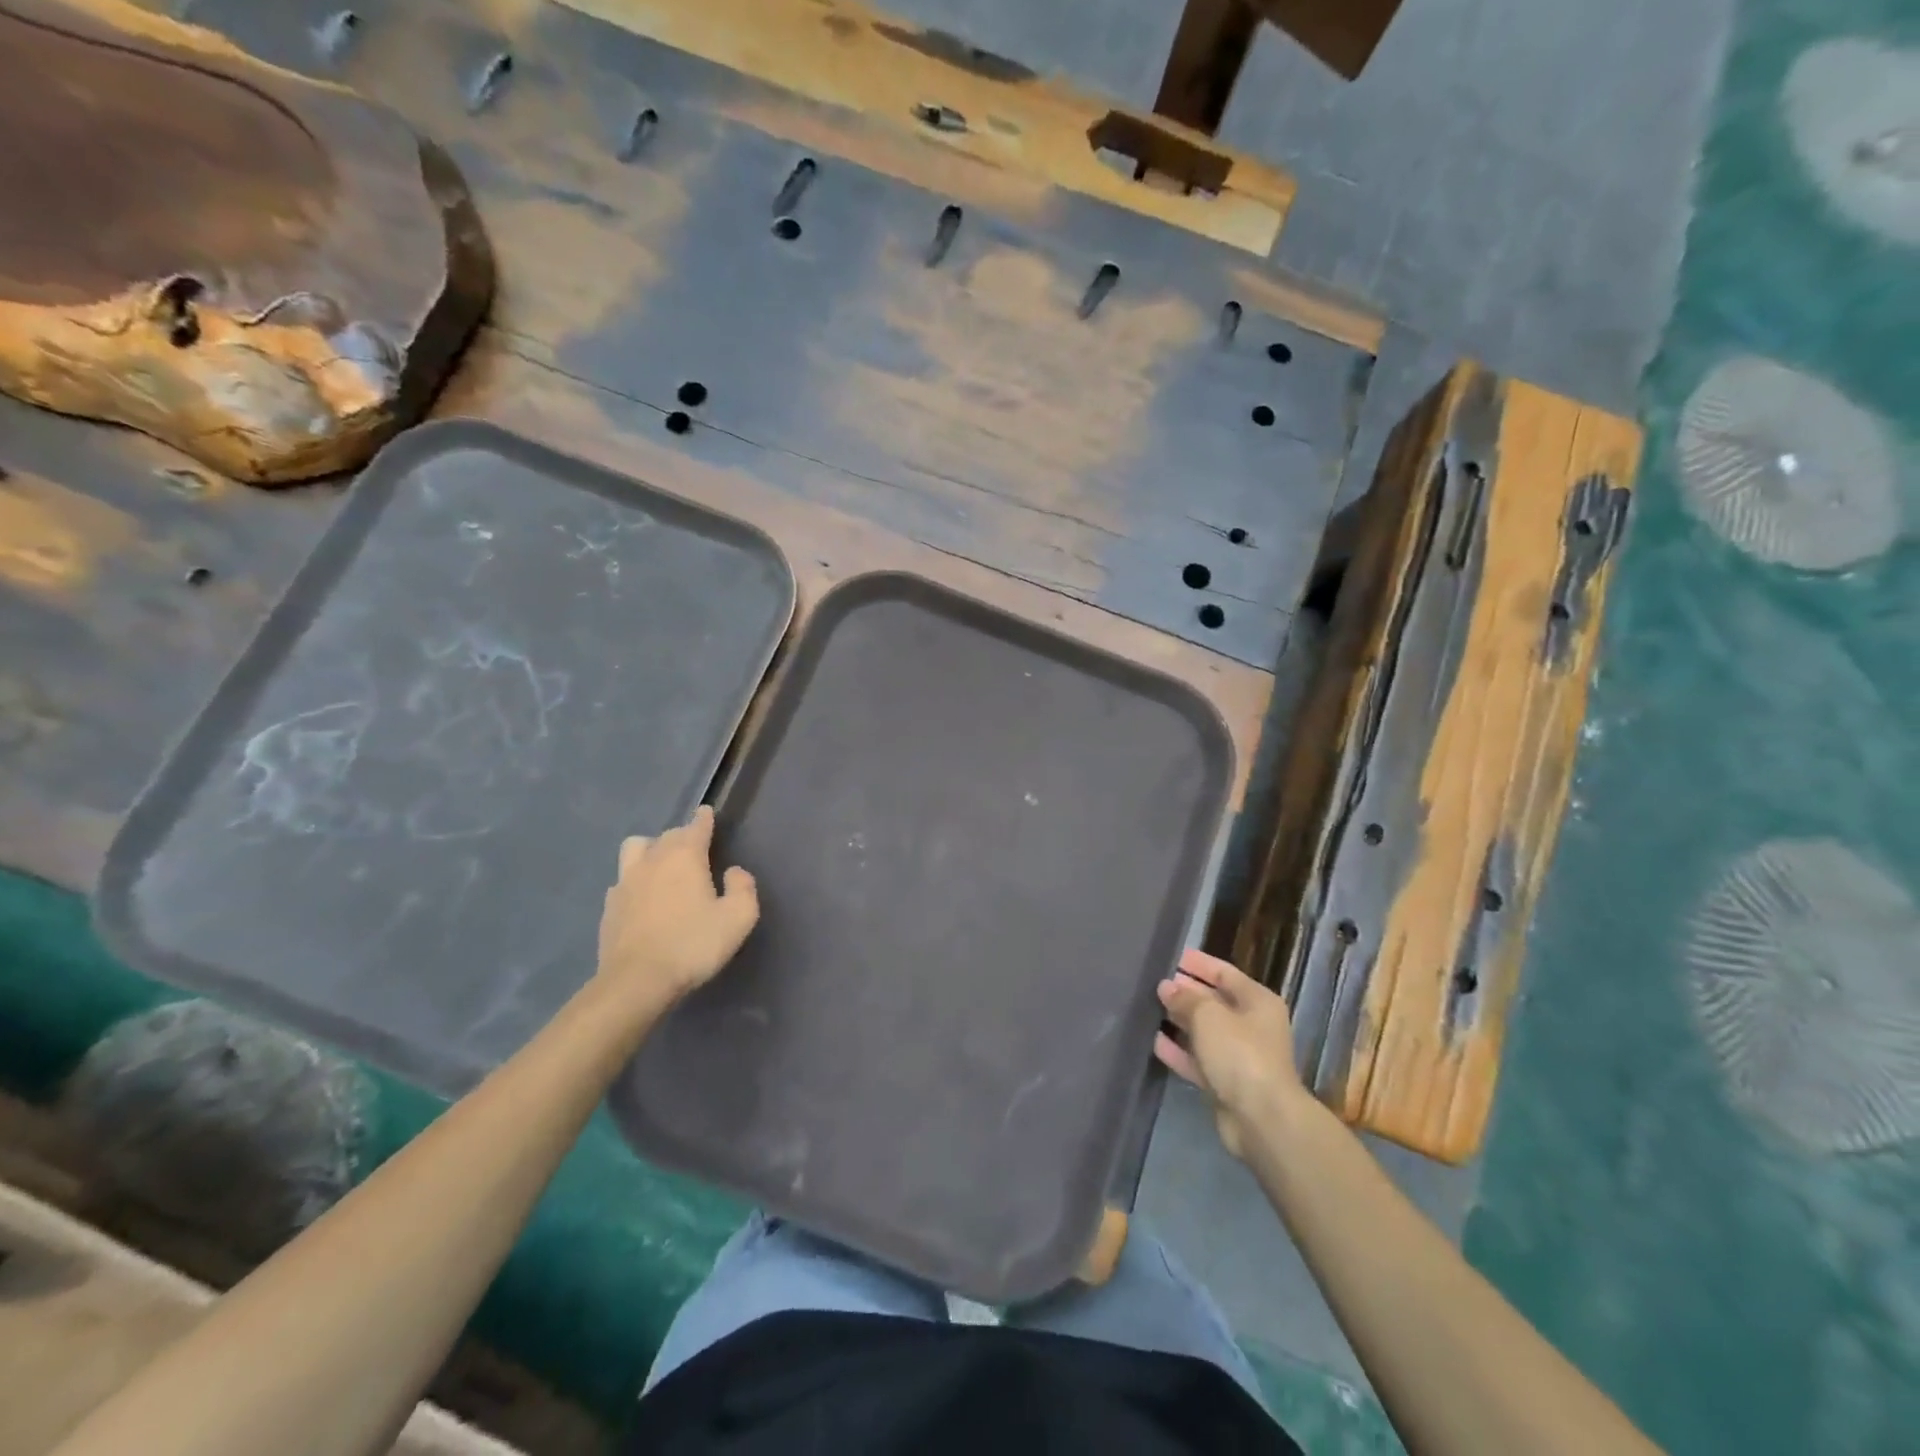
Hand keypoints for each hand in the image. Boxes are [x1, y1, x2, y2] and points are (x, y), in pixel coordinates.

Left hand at [597, 806, 758, 1011]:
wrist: (637, 981)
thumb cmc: (693, 945)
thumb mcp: (738, 918)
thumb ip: (743, 888)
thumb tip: (734, 872)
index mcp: (684, 857)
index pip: (696, 826)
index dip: (704, 819)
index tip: (706, 813)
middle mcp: (652, 860)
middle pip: (667, 835)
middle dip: (682, 836)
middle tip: (694, 849)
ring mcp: (625, 882)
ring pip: (635, 849)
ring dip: (650, 850)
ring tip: (661, 865)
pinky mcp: (609, 906)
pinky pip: (623, 880)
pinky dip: (635, 881)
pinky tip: (643, 897)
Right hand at [1156, 949, 1305, 1158]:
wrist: (1262, 1119)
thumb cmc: (1240, 1054)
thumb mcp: (1208, 1016)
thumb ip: (1186, 998)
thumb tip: (1167, 987)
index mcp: (1257, 1001)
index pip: (1224, 972)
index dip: (1198, 963)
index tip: (1171, 956)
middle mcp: (1251, 1025)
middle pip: (1214, 1001)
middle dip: (1186, 992)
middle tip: (1153, 983)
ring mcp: (1239, 1056)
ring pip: (1204, 1032)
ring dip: (1179, 1022)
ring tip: (1148, 1008)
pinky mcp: (1226, 1083)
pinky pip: (1198, 1060)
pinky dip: (1178, 1051)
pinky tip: (1154, 1041)